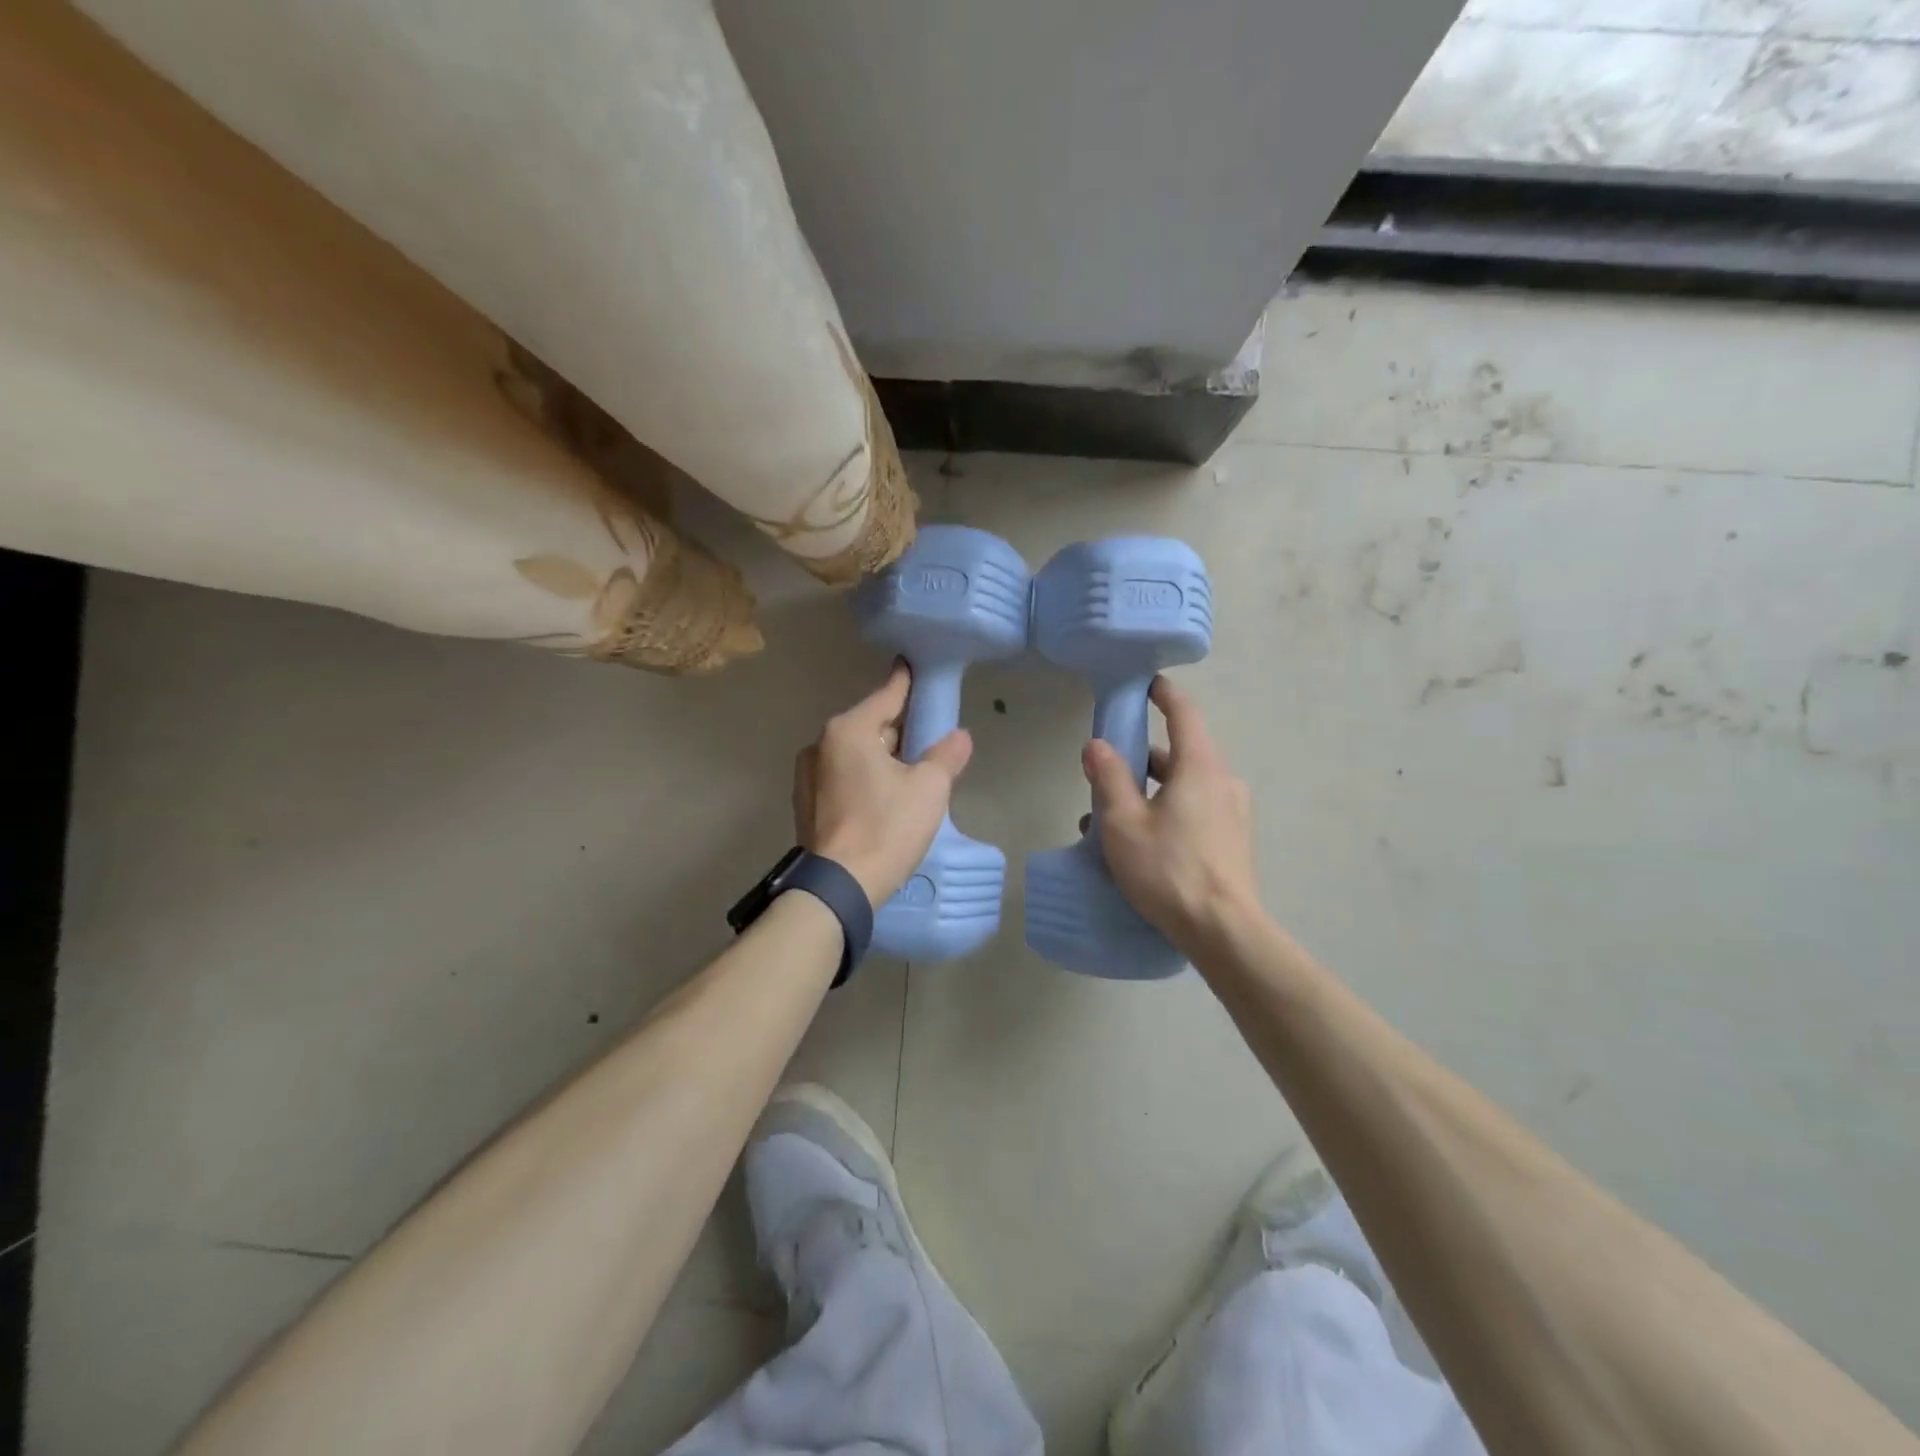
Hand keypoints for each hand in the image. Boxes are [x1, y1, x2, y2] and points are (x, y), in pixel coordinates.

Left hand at [793, 664, 973, 906]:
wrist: (839, 886)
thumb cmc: (887, 827)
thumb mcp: (929, 788)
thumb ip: (947, 755)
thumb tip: (960, 736)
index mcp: (848, 730)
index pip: (887, 696)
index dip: (906, 682)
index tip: (913, 664)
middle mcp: (820, 745)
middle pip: (870, 726)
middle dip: (898, 730)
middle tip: (927, 739)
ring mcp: (807, 776)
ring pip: (855, 754)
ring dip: (880, 757)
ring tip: (909, 774)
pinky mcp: (805, 804)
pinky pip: (842, 777)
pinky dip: (863, 778)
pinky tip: (882, 799)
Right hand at [1081, 676, 1257, 955]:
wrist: (1224, 931)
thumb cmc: (1169, 869)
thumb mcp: (1124, 822)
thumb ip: (1109, 777)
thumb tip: (1097, 745)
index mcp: (1199, 767)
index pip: (1184, 713)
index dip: (1164, 694)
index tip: (1146, 685)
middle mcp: (1223, 782)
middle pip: (1177, 755)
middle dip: (1139, 761)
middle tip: (1104, 777)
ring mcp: (1232, 813)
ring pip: (1182, 788)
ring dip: (1148, 794)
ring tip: (1109, 823)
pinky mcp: (1233, 841)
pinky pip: (1194, 813)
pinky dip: (1166, 815)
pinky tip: (1139, 846)